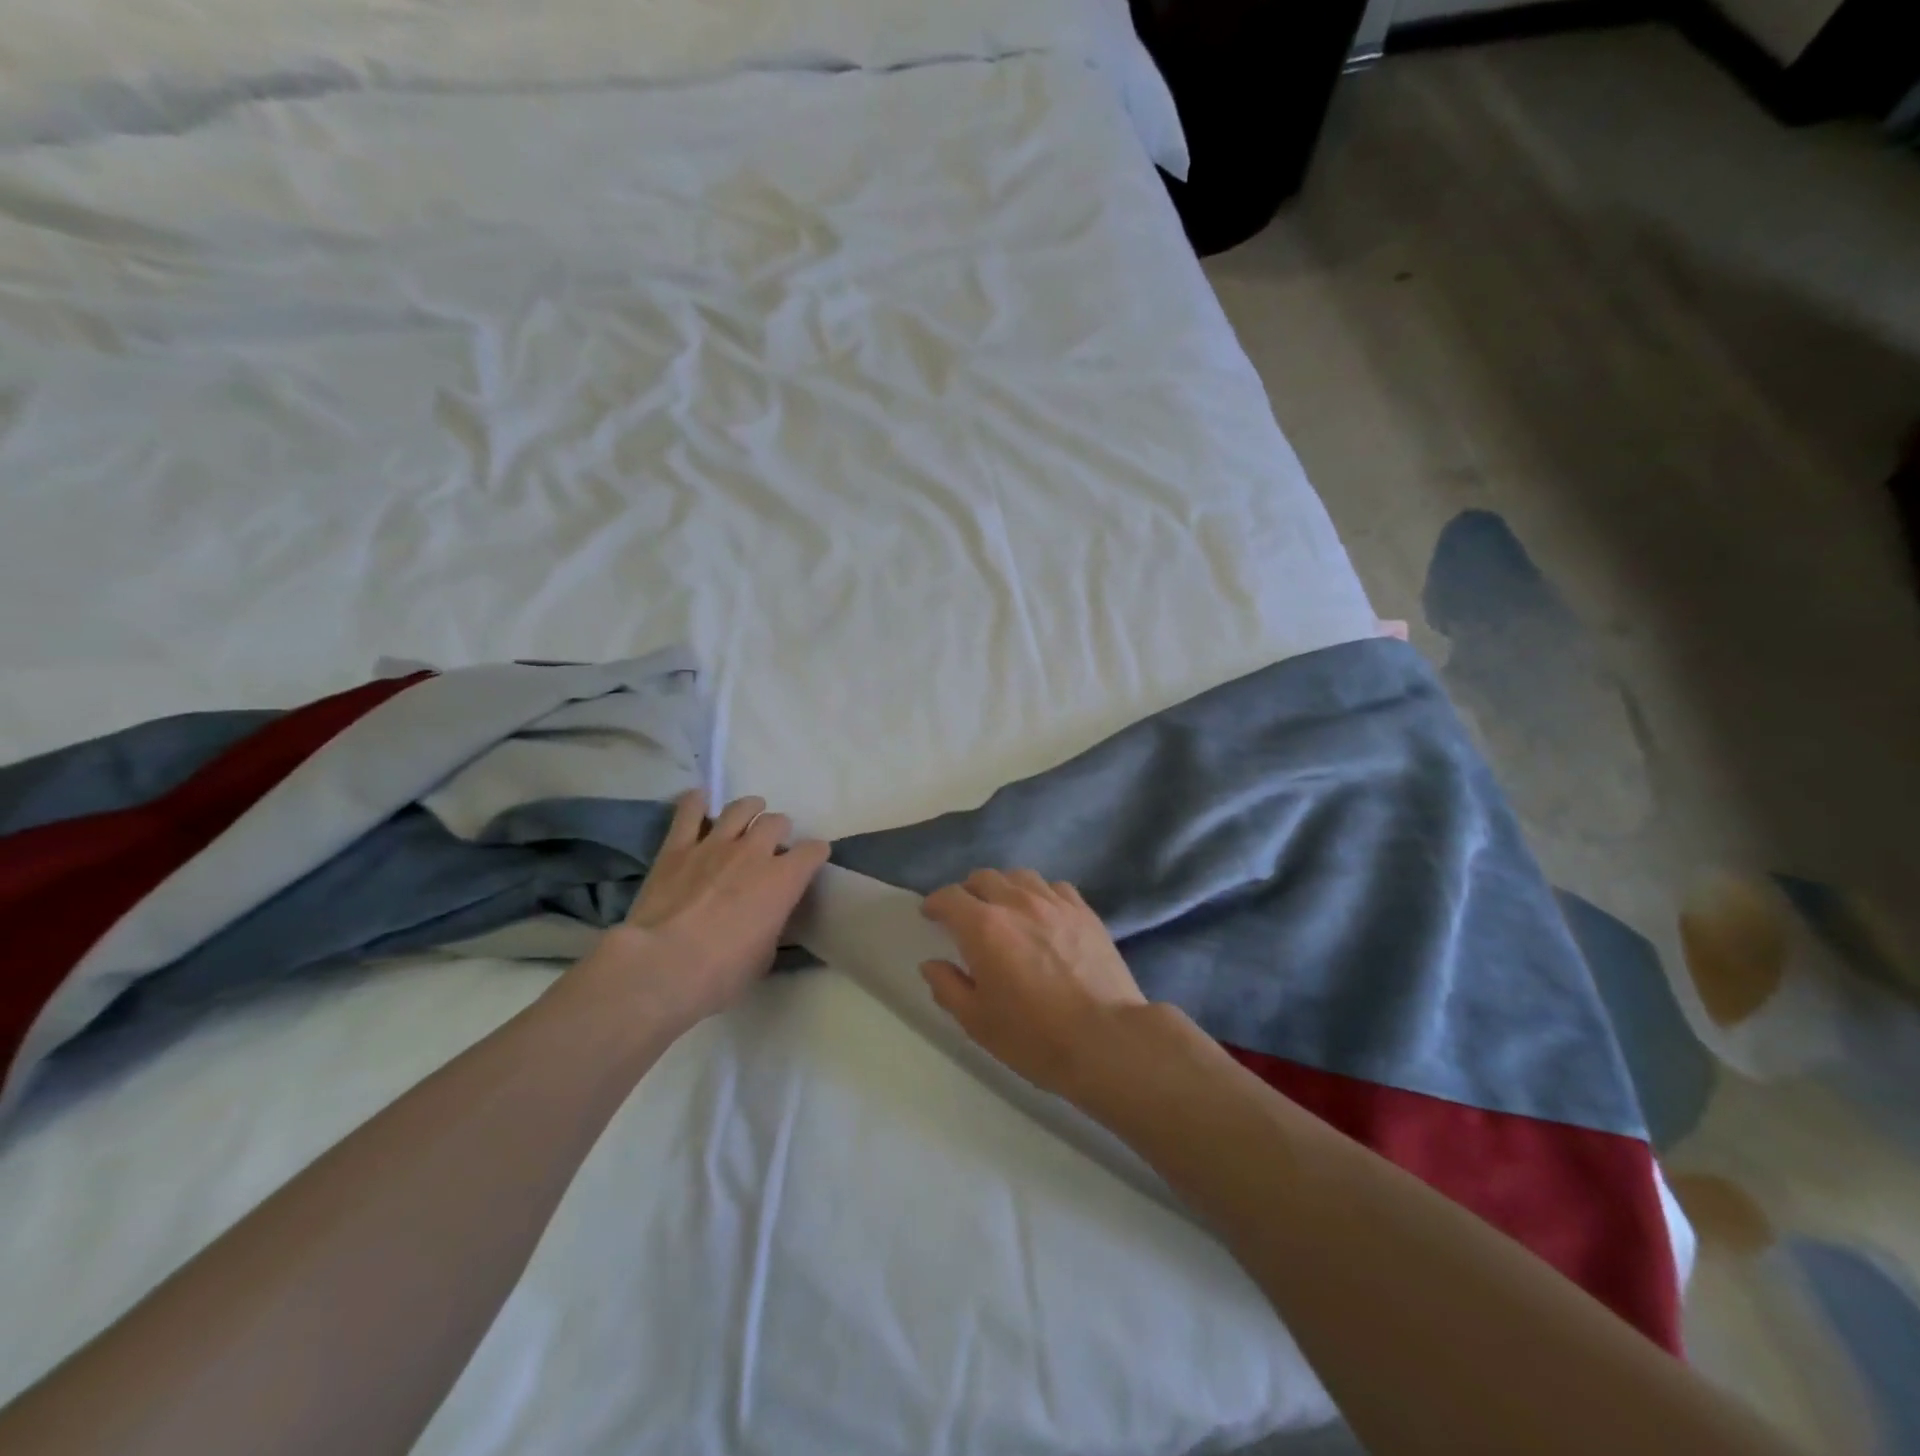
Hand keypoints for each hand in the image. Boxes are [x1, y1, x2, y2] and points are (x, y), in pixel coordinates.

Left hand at [567, 791, 828, 1032]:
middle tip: (773, 844)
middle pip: (776, 822)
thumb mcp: (764, 956)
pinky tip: (700, 800)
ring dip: (749, 809)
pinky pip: (690, 812)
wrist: (662, 966)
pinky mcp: (677, 847)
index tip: (812, 860)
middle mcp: (754, 852)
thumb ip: (771, 925)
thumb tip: (766, 917)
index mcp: (784, 880)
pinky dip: (697, 803)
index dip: (815, 854)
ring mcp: (715, 845)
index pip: (813, 851)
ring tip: (748, 814)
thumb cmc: (721, 973)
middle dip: (779, 831)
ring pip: (740, 808)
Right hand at [920, 869, 1147, 1099]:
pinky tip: (1042, 914)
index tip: (931, 915)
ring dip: (1004, 888)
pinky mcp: (1084, 911)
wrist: (1107, 1040)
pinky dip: (1039, 893)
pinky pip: (1054, 887)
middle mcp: (1016, 903)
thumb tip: (932, 964)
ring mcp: (1054, 903)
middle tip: (966, 915)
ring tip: (1005, 909)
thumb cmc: (1034, 1036)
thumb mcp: (977, 1022)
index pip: (950, 897)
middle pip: (984, 878)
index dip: (935, 903)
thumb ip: (948, 987)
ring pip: (1019, 876)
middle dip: (968, 892)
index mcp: (984, 927)